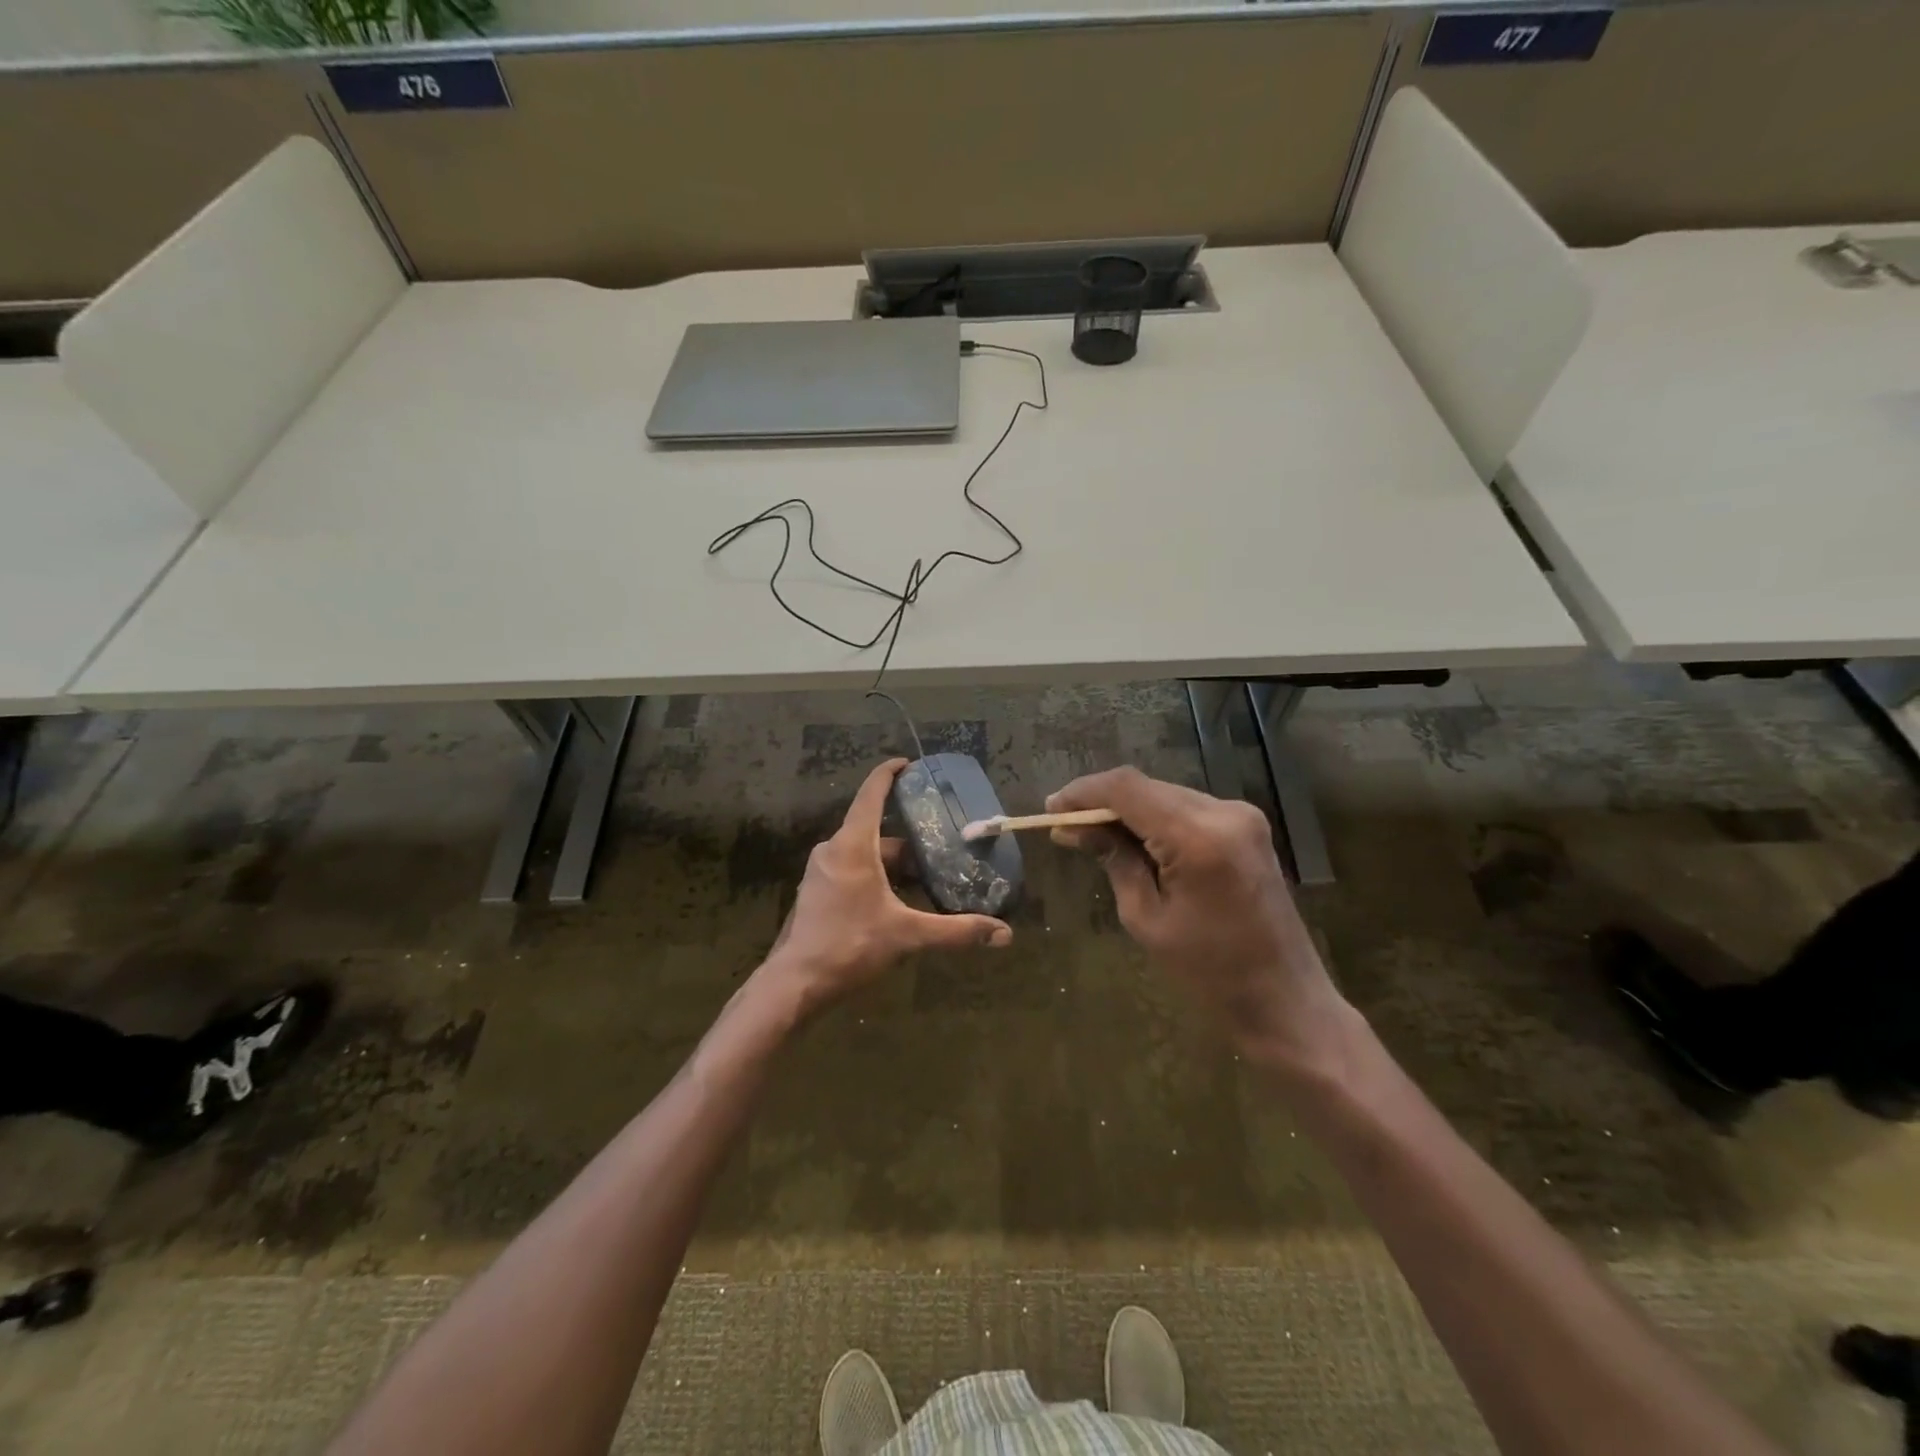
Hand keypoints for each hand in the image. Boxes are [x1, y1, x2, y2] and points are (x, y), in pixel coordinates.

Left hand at [759, 759, 1012, 1013]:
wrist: (795, 983)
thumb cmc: (850, 946)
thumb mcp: (907, 936)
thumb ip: (955, 931)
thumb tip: (1004, 934)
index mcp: (852, 845)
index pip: (871, 794)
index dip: (889, 773)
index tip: (909, 764)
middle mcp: (833, 849)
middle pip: (874, 829)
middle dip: (908, 836)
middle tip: (940, 841)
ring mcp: (821, 871)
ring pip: (864, 852)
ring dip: (893, 861)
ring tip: (927, 875)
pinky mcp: (816, 891)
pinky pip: (851, 868)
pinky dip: (876, 874)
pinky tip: (897, 899)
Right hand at [1047, 767, 1353, 1073]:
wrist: (1285, 999)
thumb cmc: (1210, 973)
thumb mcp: (1146, 919)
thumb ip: (1114, 860)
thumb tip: (1073, 828)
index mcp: (1198, 837)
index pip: (1127, 788)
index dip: (1083, 792)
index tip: (1051, 809)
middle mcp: (1224, 812)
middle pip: (1146, 787)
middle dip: (1102, 802)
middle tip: (1065, 827)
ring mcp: (1241, 816)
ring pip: (1165, 795)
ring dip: (1128, 810)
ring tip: (1093, 836)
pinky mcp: (1248, 826)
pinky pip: (1187, 809)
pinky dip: (1155, 818)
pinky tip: (1134, 841)